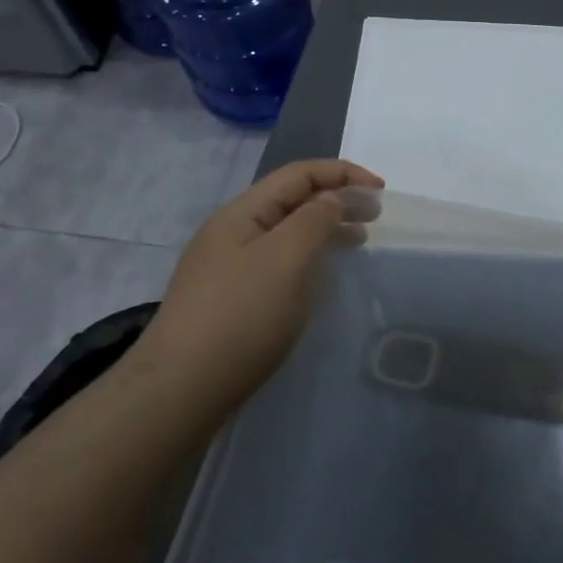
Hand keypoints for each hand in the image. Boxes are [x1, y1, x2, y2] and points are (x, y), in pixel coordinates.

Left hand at [135, 159, 383, 409]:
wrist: (181, 389)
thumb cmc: (240, 316)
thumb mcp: (285, 259)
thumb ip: (315, 220)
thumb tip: (334, 198)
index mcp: (242, 213)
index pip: (299, 174)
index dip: (343, 173)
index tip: (381, 191)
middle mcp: (234, 232)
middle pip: (292, 199)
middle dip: (337, 198)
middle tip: (375, 217)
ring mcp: (230, 266)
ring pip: (287, 232)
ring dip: (326, 227)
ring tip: (358, 241)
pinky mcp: (234, 298)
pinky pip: (280, 261)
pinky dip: (310, 257)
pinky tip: (323, 275)